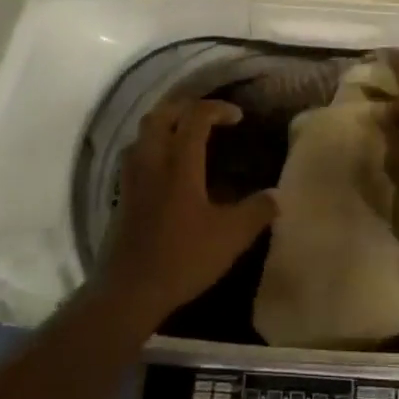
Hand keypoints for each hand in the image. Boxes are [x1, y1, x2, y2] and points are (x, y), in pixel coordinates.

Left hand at [98, 99, 277, 323]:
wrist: (129, 291)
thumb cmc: (183, 258)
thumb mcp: (231, 237)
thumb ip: (256, 211)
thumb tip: (276, 196)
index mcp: (179, 164)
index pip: (195, 117)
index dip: (218, 109)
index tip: (238, 117)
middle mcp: (152, 161)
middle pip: (161, 115)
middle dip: (185, 107)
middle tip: (208, 117)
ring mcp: (132, 178)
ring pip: (143, 133)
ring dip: (164, 125)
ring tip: (186, 136)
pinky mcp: (122, 196)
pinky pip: (135, 156)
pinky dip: (152, 148)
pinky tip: (167, 169)